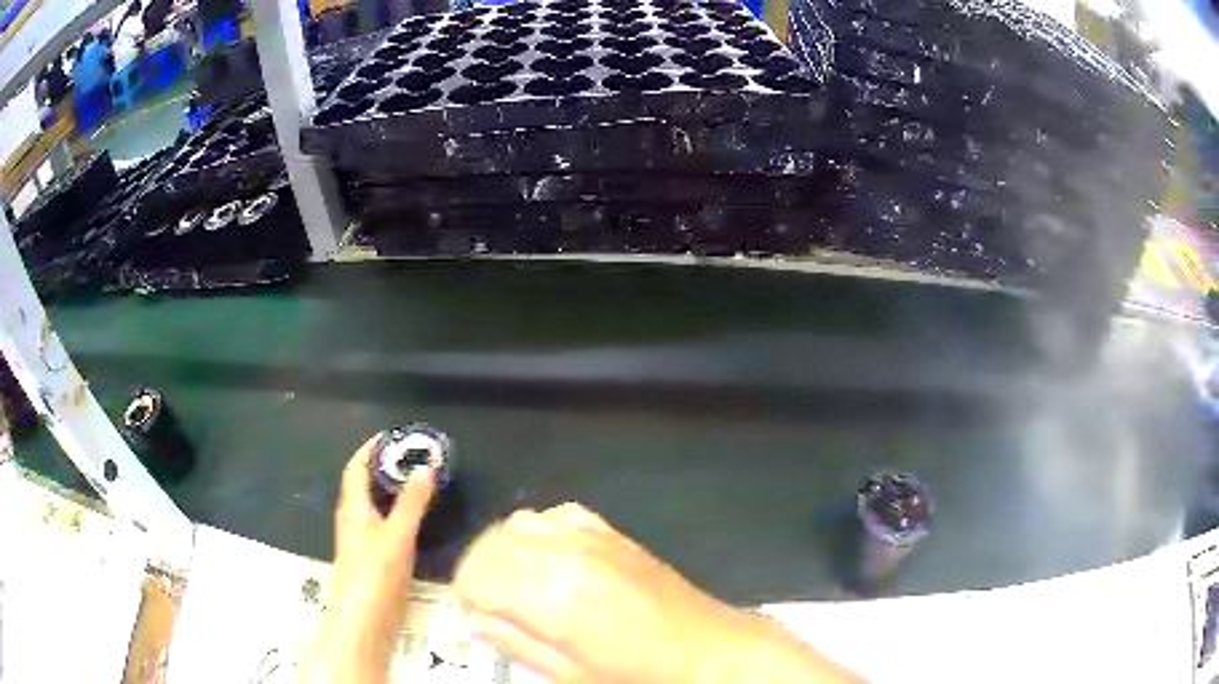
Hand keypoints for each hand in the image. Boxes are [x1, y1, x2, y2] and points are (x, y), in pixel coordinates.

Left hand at [307, 435, 436, 683]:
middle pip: (366, 485)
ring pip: (377, 506)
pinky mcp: (375, 561)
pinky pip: (387, 526)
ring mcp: (364, 542)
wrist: (364, 622)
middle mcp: (354, 520)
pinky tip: (420, 522)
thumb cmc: (374, 574)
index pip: (356, 467)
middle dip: (386, 468)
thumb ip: (411, 503)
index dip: (370, 448)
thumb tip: (425, 467)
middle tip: (417, 458)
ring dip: (394, 492)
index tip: (394, 436)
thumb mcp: (396, 535)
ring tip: (422, 484)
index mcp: (353, 507)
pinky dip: (401, 515)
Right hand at [453, 503, 859, 682]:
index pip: (476, 575)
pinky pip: (553, 515)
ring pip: (516, 523)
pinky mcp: (611, 531)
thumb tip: (477, 618)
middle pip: (490, 544)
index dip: (468, 597)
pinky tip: (550, 562)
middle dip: (480, 574)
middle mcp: (568, 555)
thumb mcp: (568, 674)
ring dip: (504, 552)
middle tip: (493, 605)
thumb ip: (514, 642)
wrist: (704, 649)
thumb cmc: (636, 674)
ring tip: (518, 584)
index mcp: (555, 597)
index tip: (479, 616)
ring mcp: (592, 537)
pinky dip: (538, 535)